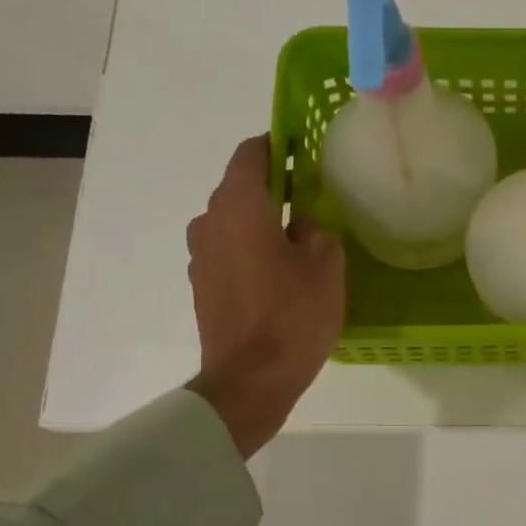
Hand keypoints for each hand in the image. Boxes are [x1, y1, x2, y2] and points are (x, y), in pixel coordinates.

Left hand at [185, 136, 344, 455]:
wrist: (250, 380)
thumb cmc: (293, 316)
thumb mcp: (326, 266)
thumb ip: (316, 230)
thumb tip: (300, 224)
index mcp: (239, 206)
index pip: (252, 154)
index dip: (278, 145)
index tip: (304, 150)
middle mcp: (209, 221)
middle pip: (240, 188)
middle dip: (274, 187)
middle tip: (312, 199)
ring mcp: (200, 256)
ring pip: (233, 222)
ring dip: (261, 222)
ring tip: (298, 241)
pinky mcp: (201, 286)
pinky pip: (228, 251)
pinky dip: (251, 250)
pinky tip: (280, 274)